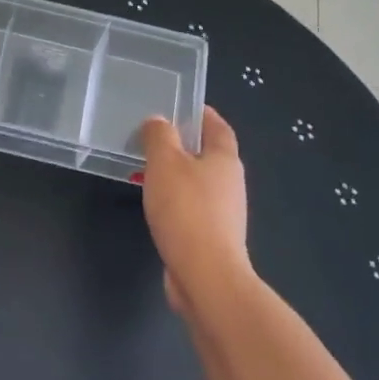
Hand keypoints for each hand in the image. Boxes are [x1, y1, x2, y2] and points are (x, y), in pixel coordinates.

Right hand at [139, 107, 251, 313]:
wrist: (206, 274)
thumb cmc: (186, 210)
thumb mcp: (165, 162)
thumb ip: (159, 136)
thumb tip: (159, 121)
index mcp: (225, 159)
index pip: (218, 126)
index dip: (202, 113)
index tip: (181, 105)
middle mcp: (230, 183)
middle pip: (209, 154)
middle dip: (185, 144)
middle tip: (154, 137)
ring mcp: (224, 213)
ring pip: (199, 182)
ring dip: (178, 174)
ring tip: (148, 169)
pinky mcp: (212, 237)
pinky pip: (192, 207)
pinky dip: (176, 200)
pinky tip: (156, 206)